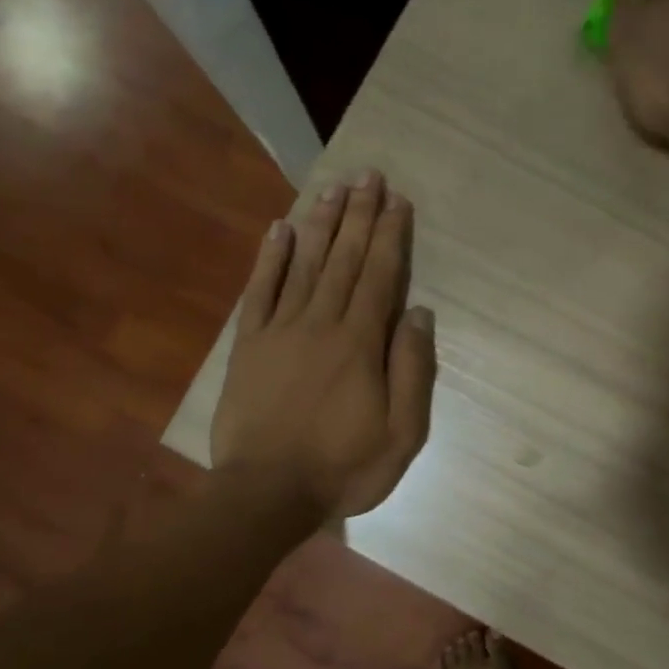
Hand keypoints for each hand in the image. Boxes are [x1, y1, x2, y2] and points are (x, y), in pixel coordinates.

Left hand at [211, 171, 437, 522]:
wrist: (266, 493)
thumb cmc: (342, 468)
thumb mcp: (402, 434)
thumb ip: (412, 371)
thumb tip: (419, 313)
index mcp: (360, 344)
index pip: (380, 277)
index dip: (391, 236)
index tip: (398, 201)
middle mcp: (321, 323)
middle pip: (344, 260)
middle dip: (359, 215)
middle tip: (368, 175)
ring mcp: (280, 331)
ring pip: (305, 265)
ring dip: (321, 224)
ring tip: (333, 188)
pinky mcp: (249, 345)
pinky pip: (260, 291)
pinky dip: (270, 258)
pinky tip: (279, 229)